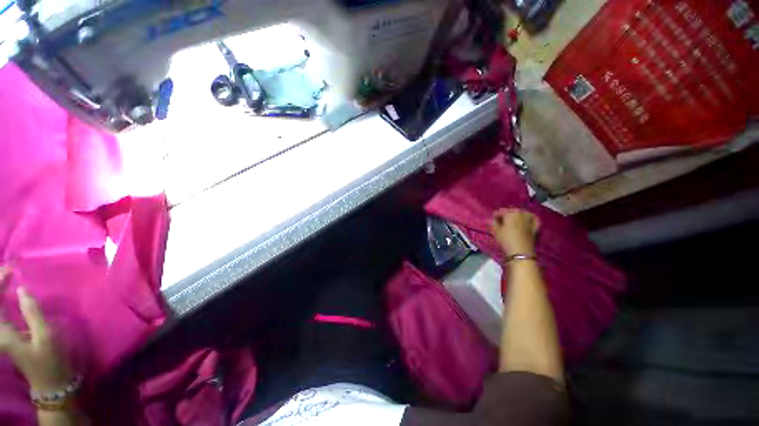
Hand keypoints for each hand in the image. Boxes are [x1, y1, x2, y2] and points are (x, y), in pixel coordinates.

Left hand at [0, 268, 73, 393]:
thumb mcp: (46, 337)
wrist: (51, 382)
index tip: (12, 268)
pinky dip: (2, 298)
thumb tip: (22, 289)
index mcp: (2, 332)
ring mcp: (2, 333)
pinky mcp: (7, 333)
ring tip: (7, 275)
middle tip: (8, 268)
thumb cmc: (50, 360)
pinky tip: (8, 291)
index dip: (0, 282)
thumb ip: (33, 312)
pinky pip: (0, 311)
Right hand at [489, 208, 539, 255]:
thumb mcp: (495, 231)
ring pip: (523, 213)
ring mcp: (530, 219)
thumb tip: (490, 219)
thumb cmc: (506, 240)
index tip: (492, 220)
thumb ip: (492, 223)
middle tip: (501, 221)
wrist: (521, 252)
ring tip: (513, 221)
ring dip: (517, 215)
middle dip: (506, 214)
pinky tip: (527, 221)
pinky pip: (533, 218)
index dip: (495, 215)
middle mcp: (521, 213)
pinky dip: (530, 218)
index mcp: (510, 212)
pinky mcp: (536, 226)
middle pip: (512, 211)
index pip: (501, 211)